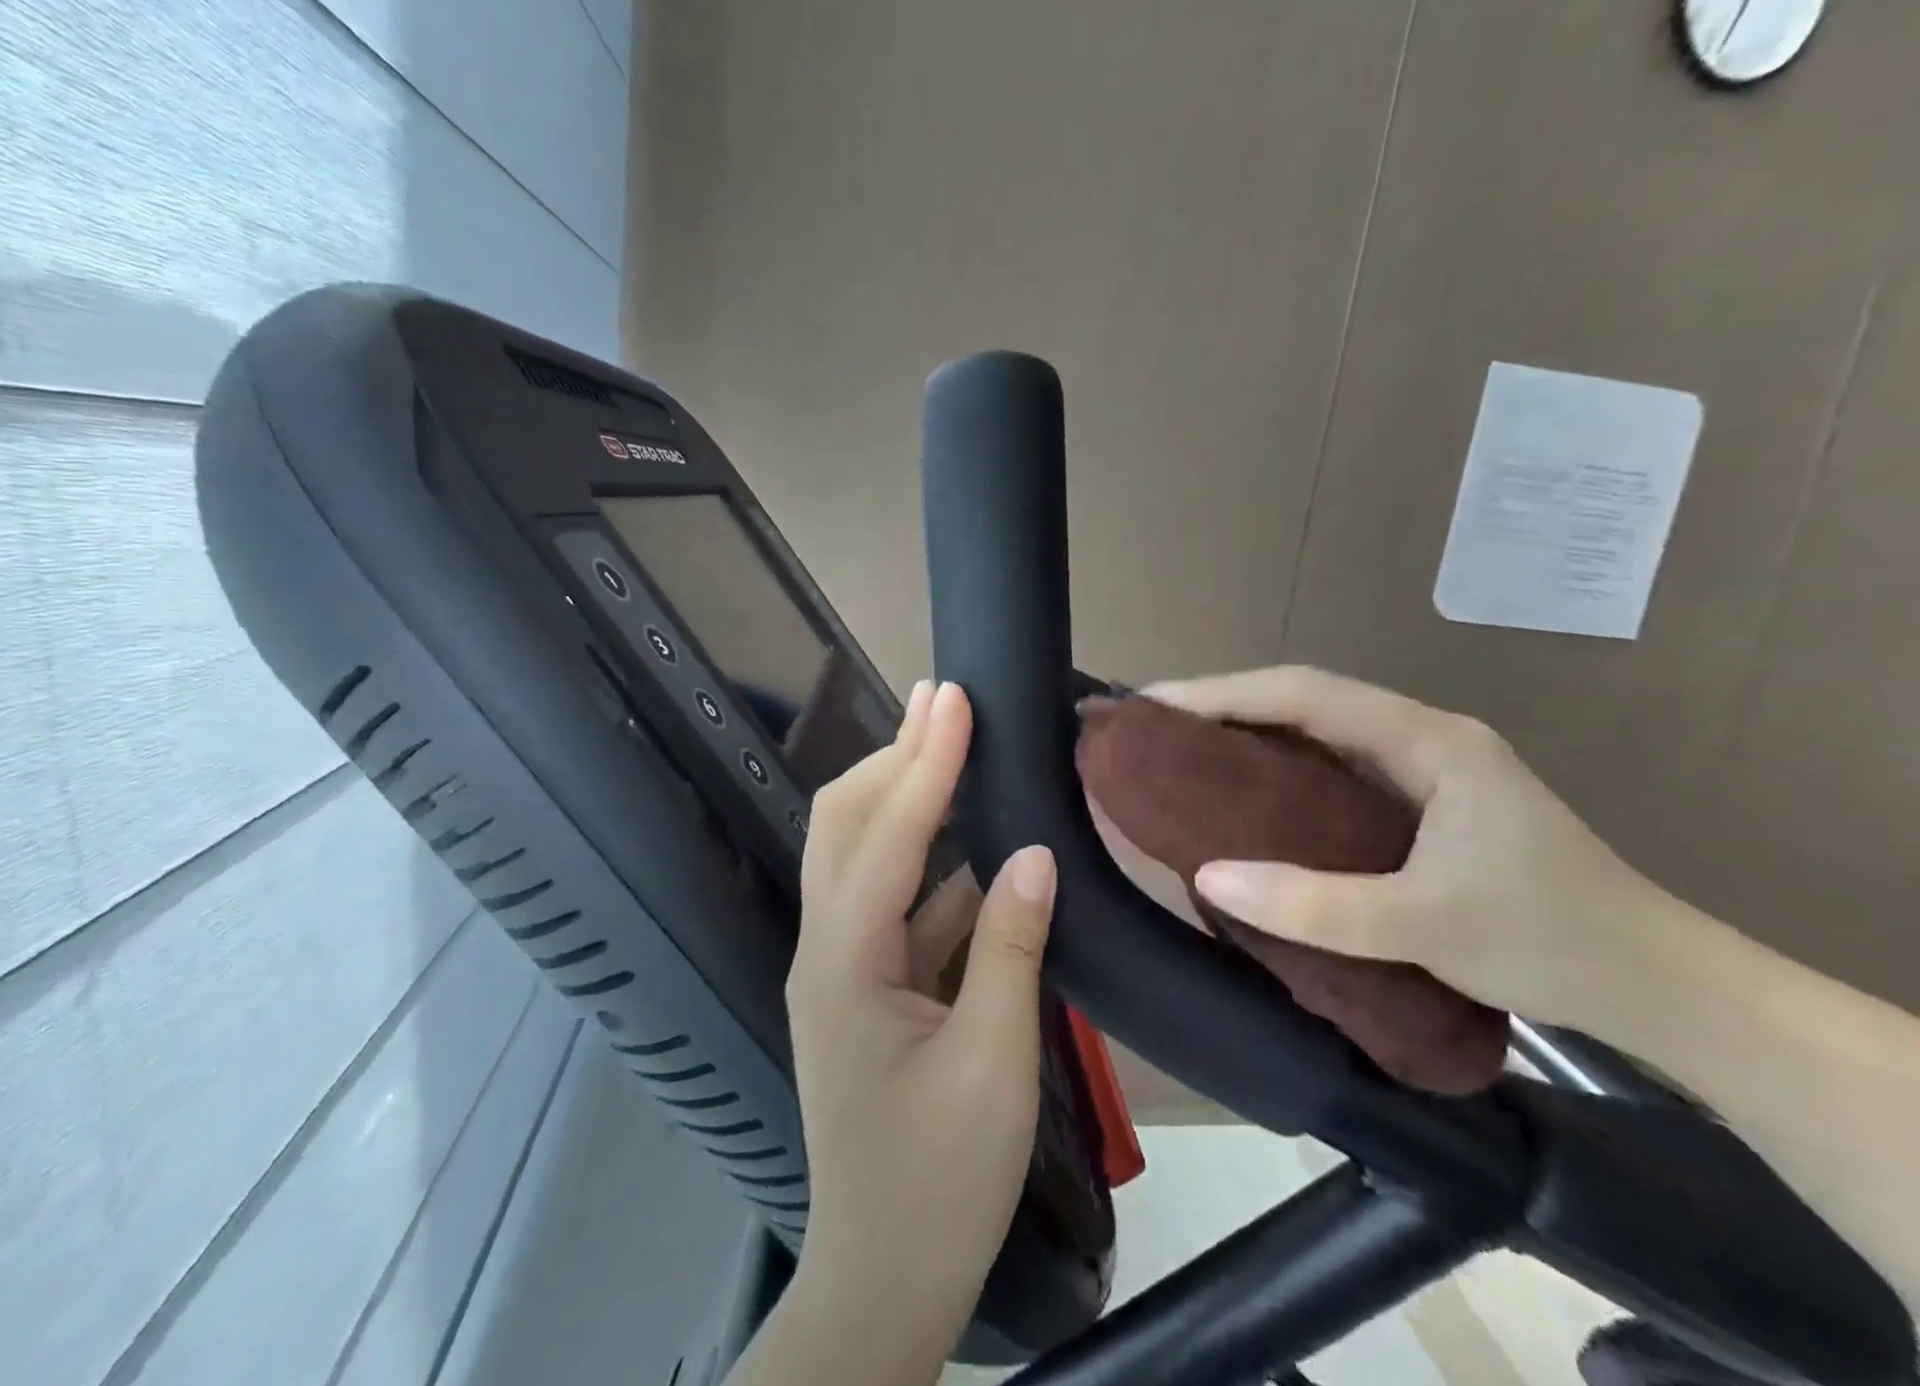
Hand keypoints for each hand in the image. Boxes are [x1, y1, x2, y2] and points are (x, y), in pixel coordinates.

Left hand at [785, 679, 1057, 1375]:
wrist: (882, 1283)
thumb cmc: (939, 1184)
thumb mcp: (993, 1066)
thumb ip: (1010, 948)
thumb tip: (1034, 853)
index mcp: (846, 961)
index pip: (888, 834)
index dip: (925, 761)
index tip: (954, 700)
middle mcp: (827, 945)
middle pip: (846, 822)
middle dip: (894, 756)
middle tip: (942, 702)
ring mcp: (841, 963)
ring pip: (864, 853)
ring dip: (908, 796)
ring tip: (952, 746)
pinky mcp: (865, 982)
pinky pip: (896, 899)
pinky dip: (931, 859)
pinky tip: (973, 840)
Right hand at [1144, 665, 1682, 1031]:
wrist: (1661, 985)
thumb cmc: (1552, 940)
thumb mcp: (1428, 924)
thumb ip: (1317, 904)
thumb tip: (1207, 876)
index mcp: (1427, 739)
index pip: (1305, 693)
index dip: (1223, 692)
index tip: (1155, 703)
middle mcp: (1420, 737)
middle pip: (1305, 700)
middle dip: (1226, 704)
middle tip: (1155, 725)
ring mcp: (1423, 768)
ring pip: (1317, 732)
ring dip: (1250, 732)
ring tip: (1183, 750)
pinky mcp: (1421, 802)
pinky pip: (1331, 768)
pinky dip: (1279, 770)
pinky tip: (1247, 793)